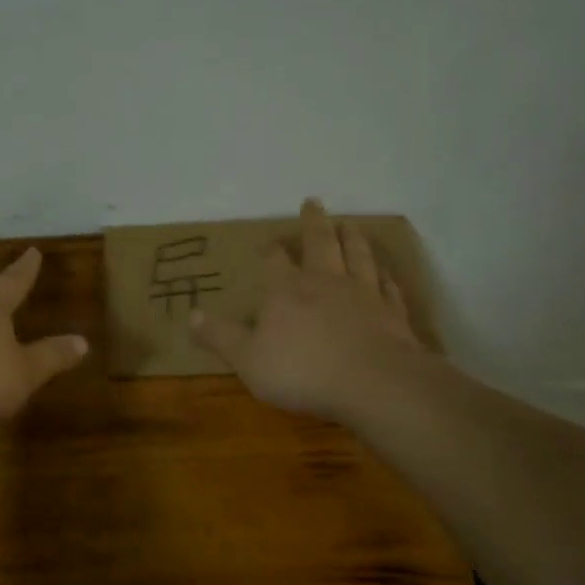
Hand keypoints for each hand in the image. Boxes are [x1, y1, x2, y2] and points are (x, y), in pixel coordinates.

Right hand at [190, 199, 423, 420]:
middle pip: (321, 243)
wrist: (373, 382)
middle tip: (313, 203)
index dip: (269, 251)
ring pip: (358, 256)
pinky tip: (386, 273)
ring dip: (353, 238)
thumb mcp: (248, 359)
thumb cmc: (302, 371)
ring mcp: (364, 294)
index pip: (275, 261)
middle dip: (314, 222)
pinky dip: (386, 277)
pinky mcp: (392, 313)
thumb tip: (192, 314)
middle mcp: (326, 282)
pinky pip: (388, 287)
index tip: (267, 243)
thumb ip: (220, 336)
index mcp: (287, 290)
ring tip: (350, 224)